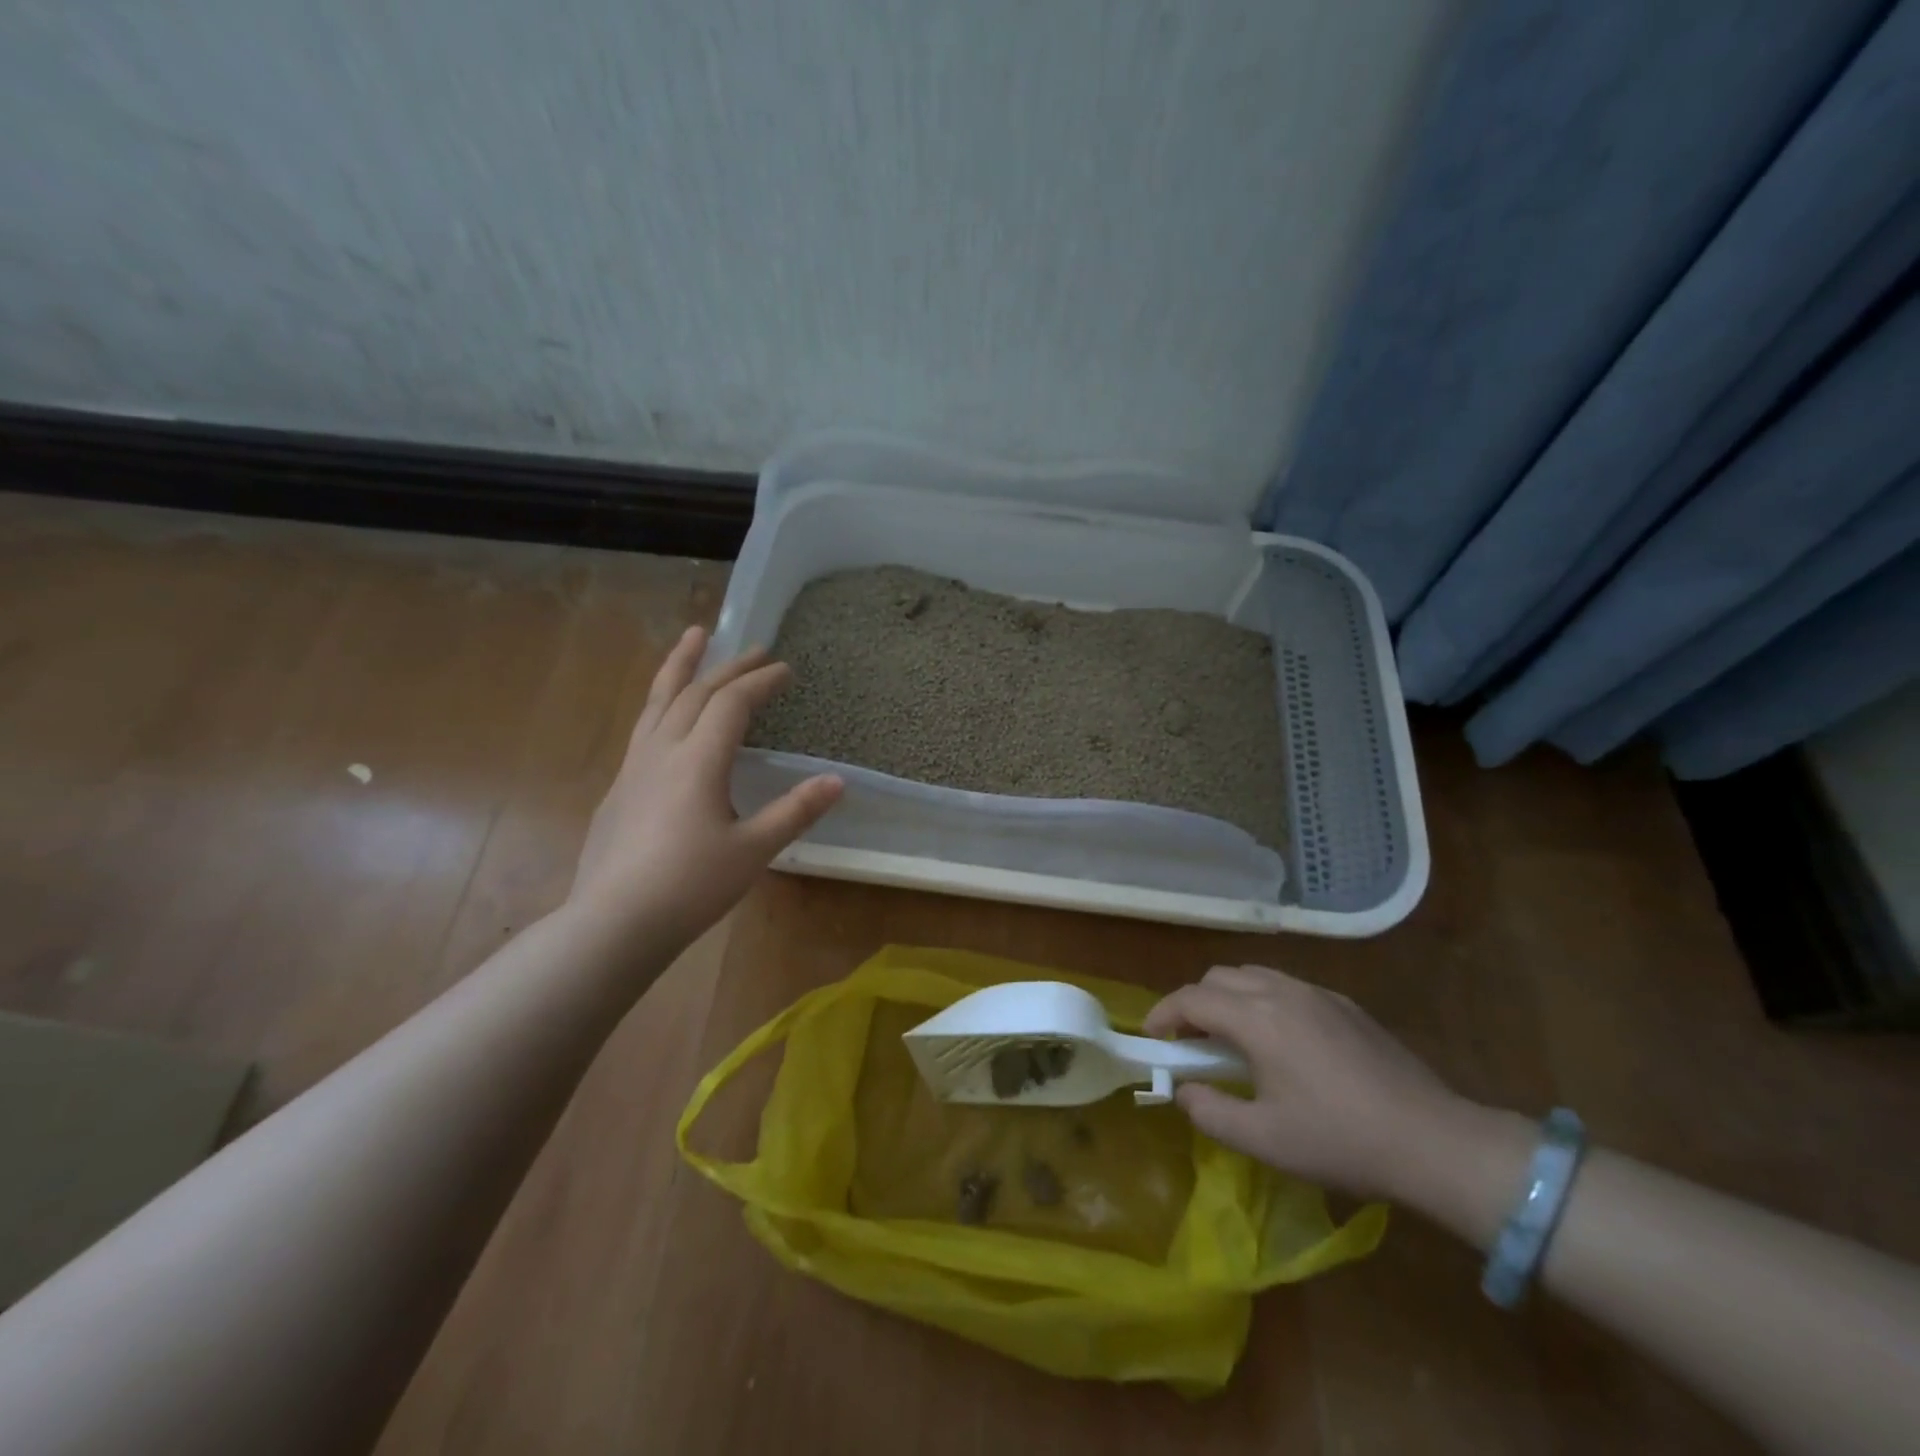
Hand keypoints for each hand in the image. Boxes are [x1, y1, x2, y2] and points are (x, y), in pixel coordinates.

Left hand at [568, 627, 842, 950]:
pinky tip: (667, 716)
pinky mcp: (619, 788)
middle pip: (695, 692)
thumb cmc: (690, 886)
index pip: (732, 704)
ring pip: (658, 700)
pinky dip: (663, 702)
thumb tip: (837, 780)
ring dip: (680, 666)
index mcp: (698, 760)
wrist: (614, 923)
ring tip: (693, 637)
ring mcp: (634, 767)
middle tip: (755, 648)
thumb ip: (795, 811)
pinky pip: (645, 726)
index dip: (761, 682)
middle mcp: (663, 751)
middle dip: (729, 666)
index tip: (786, 670)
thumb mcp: (753, 850)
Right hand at [1145, 965, 1465, 1199]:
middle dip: (1194, 1003)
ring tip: (1231, 1039)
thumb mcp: (1264, 1140)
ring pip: (1253, 975)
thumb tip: (1183, 1090)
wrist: (1434, 1141)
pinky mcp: (1345, 1005)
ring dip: (1228, 998)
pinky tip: (1280, 1042)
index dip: (1163, 1014)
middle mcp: (1282, 991)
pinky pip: (1286, 986)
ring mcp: (1317, 994)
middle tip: (1191, 1043)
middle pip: (1219, 977)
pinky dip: (1263, 1001)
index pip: (1192, 999)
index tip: (1152, 1038)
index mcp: (1257, 1019)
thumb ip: (1210, 1112)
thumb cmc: (1341, 1141)